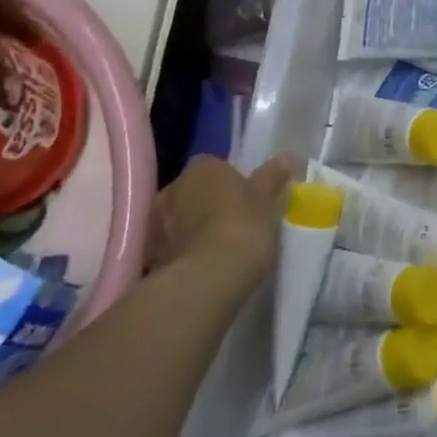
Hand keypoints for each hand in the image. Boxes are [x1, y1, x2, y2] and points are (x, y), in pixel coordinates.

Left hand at [147, 155, 298, 297]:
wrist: (208, 278)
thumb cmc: (243, 228)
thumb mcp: (267, 203)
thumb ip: (273, 178)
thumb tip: (288, 158)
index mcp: (203, 167)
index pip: (216, 168)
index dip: (232, 185)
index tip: (247, 203)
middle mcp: (172, 186)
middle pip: (193, 191)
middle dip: (207, 205)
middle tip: (232, 226)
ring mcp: (155, 220)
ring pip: (178, 219)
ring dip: (191, 229)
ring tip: (215, 251)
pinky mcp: (148, 252)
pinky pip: (169, 245)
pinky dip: (181, 252)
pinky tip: (200, 268)